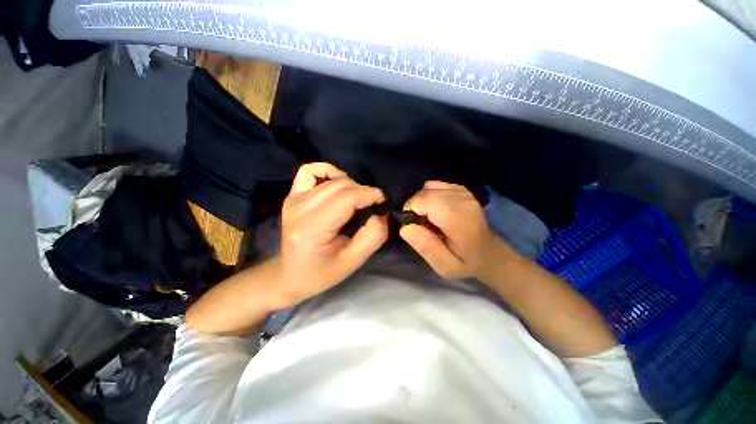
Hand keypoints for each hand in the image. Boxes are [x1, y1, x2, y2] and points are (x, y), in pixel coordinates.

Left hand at [273, 163, 388, 306]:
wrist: (290, 275)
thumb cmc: (322, 273)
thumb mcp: (352, 262)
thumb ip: (373, 237)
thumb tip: (381, 214)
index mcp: (311, 229)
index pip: (345, 199)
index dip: (369, 195)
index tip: (383, 202)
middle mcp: (299, 209)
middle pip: (340, 186)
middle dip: (363, 192)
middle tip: (372, 206)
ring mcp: (293, 199)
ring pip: (331, 179)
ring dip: (351, 186)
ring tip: (358, 200)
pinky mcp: (292, 195)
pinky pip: (310, 171)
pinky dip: (328, 171)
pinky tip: (338, 182)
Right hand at [400, 181, 507, 279]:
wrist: (489, 252)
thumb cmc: (466, 262)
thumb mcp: (445, 266)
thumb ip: (426, 247)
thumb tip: (406, 227)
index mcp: (459, 220)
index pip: (424, 201)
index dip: (411, 211)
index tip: (414, 227)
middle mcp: (462, 200)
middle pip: (424, 193)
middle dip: (414, 208)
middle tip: (421, 226)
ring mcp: (463, 192)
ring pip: (427, 188)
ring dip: (422, 202)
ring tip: (429, 218)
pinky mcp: (461, 188)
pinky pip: (434, 185)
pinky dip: (429, 196)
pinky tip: (436, 209)